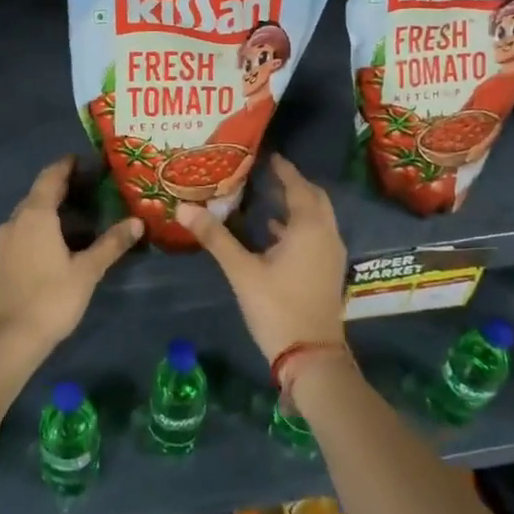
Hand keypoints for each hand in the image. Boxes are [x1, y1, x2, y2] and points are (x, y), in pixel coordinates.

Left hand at [0, 157, 140, 367]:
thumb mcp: (87, 271)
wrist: (8, 340)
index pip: (51, 176)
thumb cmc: (50, 299)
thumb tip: (137, 222)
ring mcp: (5, 240)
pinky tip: (61, 240)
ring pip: (31, 213)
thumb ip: (112, 243)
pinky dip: (44, 226)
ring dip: (53, 209)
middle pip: (40, 193)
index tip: (85, 159)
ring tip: (82, 214)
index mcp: (35, 215)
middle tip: (92, 187)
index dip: (67, 165)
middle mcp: (16, 220)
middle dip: (63, 186)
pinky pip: (25, 230)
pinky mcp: (2, 259)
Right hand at [177, 155, 345, 361]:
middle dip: (293, 184)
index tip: (267, 155)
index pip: (298, 186)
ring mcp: (330, 255)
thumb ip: (215, 237)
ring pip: (317, 218)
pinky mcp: (327, 272)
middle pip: (313, 198)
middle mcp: (326, 234)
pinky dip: (298, 226)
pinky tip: (272, 233)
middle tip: (267, 173)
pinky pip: (315, 235)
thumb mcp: (242, 271)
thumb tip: (183, 208)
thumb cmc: (277, 307)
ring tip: (266, 196)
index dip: (284, 169)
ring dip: (296, 205)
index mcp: (309, 227)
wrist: (312, 358)